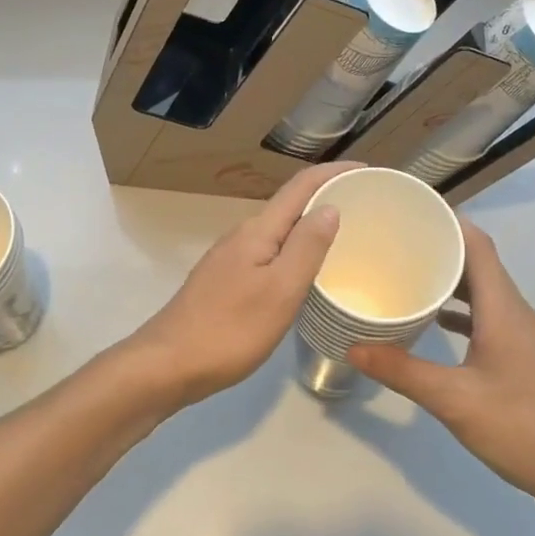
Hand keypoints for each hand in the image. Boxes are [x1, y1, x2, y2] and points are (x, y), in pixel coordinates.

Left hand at [127, 162, 354, 406]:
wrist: (167, 365)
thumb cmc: (229, 330)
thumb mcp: (280, 290)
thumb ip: (306, 247)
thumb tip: (329, 206)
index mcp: (258, 231)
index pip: (300, 186)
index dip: (334, 172)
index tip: (368, 170)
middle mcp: (242, 235)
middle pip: (290, 205)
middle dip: (326, 197)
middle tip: (367, 208)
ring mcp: (230, 258)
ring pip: (279, 232)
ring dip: (310, 226)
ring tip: (345, 238)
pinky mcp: (225, 281)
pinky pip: (269, 253)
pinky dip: (293, 251)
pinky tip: (305, 273)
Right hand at [350, 222, 534, 514]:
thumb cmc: (522, 427)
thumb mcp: (454, 400)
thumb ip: (402, 371)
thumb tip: (353, 347)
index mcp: (502, 308)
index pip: (478, 244)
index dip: (448, 220)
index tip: (409, 210)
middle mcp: (513, 311)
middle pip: (478, 262)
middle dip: (440, 245)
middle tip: (394, 240)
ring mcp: (520, 334)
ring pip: (482, 290)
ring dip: (449, 277)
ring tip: (406, 272)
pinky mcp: (520, 356)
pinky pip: (485, 316)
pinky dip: (458, 309)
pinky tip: (432, 321)